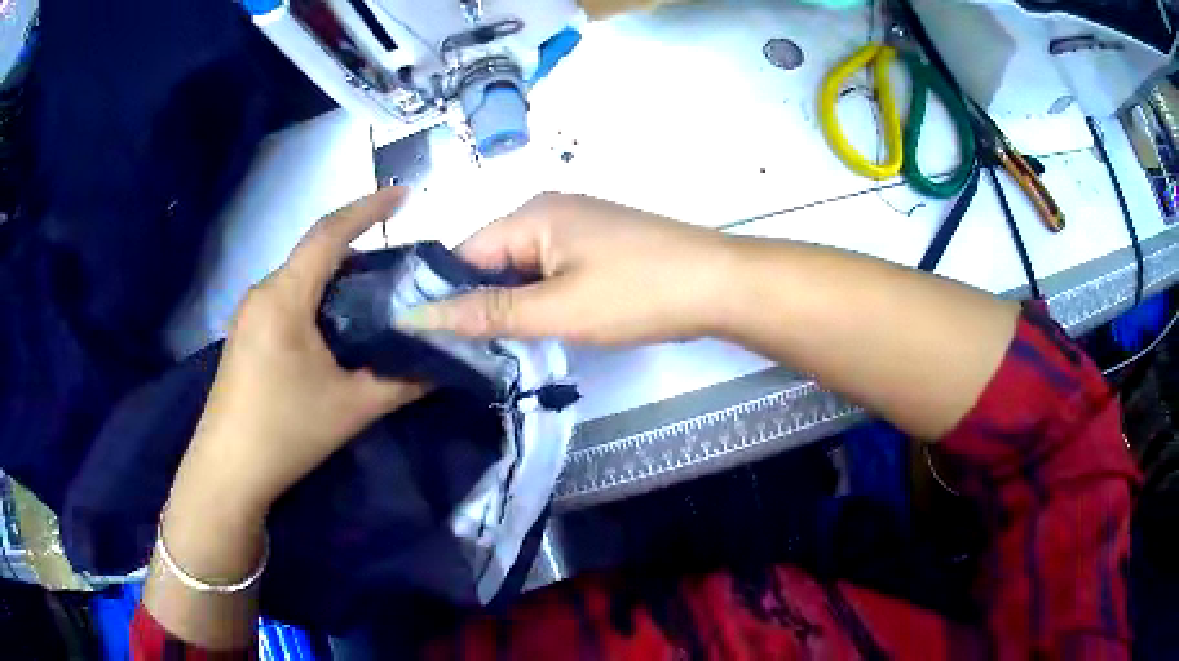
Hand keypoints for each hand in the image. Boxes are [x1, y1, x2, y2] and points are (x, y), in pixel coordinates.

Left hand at [171, 187, 427, 521]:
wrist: (228, 471)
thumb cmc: (285, 432)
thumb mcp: (352, 407)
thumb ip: (403, 381)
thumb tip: (446, 361)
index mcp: (285, 298)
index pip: (329, 234)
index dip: (368, 208)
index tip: (404, 194)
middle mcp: (263, 293)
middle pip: (314, 252)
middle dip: (358, 245)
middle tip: (401, 263)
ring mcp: (249, 313)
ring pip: (300, 276)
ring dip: (337, 275)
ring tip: (376, 293)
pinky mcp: (246, 333)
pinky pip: (287, 297)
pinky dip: (318, 296)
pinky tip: (337, 325)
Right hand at [401, 193, 733, 344]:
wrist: (722, 286)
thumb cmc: (639, 293)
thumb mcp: (558, 309)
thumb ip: (488, 313)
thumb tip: (416, 316)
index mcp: (531, 214)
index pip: (463, 254)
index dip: (445, 296)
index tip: (431, 343)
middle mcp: (548, 211)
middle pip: (491, 261)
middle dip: (480, 304)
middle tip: (467, 356)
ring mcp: (577, 228)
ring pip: (522, 270)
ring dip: (512, 306)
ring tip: (501, 351)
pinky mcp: (598, 247)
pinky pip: (551, 272)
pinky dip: (541, 300)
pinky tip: (543, 329)